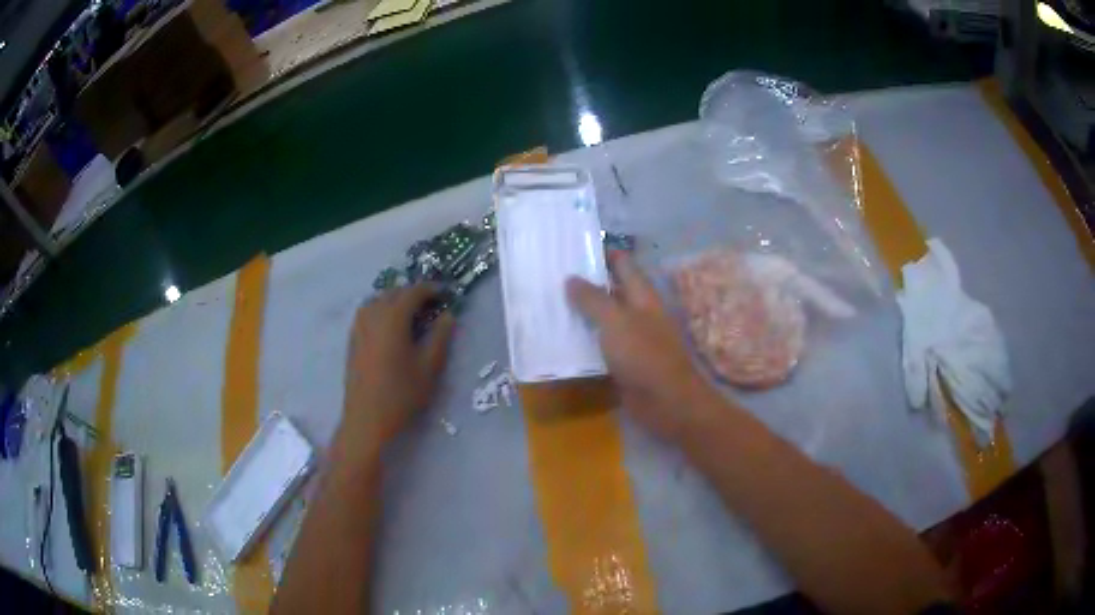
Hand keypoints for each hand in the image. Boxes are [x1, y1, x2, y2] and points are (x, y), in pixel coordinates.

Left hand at [341, 285, 454, 449]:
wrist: (367, 419)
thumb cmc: (402, 394)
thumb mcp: (429, 366)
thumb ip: (440, 336)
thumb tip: (448, 315)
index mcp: (393, 317)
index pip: (414, 292)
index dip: (431, 289)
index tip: (446, 293)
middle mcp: (373, 315)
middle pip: (394, 292)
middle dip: (413, 293)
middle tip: (432, 305)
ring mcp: (359, 326)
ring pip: (378, 300)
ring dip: (395, 300)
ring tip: (411, 314)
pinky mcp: (352, 339)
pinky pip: (367, 313)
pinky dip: (381, 310)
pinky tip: (390, 327)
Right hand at [566, 252, 723, 441]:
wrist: (667, 402)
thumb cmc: (644, 355)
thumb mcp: (615, 321)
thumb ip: (593, 299)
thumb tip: (571, 279)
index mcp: (641, 296)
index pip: (622, 264)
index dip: (601, 253)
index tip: (572, 248)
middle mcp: (637, 312)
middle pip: (610, 291)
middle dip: (584, 284)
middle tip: (550, 277)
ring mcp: (631, 338)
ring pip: (603, 320)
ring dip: (580, 314)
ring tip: (548, 306)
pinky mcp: (623, 362)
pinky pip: (600, 346)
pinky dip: (583, 342)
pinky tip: (559, 341)